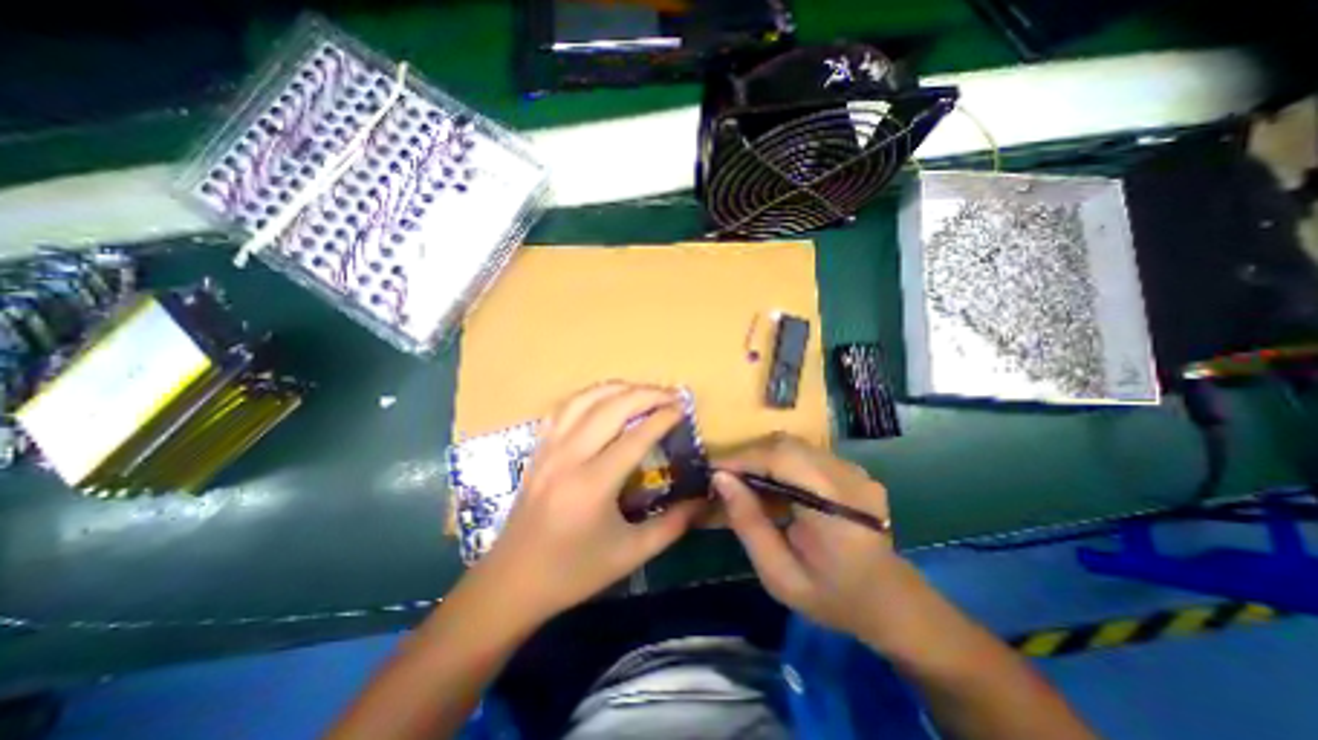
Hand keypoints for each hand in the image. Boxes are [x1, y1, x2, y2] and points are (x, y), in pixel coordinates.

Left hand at [472, 385, 703, 620]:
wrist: (513, 581)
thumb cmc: (573, 571)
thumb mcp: (630, 554)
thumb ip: (672, 525)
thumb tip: (704, 501)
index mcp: (593, 485)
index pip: (635, 437)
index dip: (663, 418)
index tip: (683, 408)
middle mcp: (569, 457)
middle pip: (611, 408)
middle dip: (645, 394)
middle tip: (670, 394)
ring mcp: (549, 449)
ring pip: (584, 400)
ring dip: (616, 388)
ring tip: (641, 391)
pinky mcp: (538, 449)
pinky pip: (562, 409)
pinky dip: (587, 396)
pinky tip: (602, 399)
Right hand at [712, 436, 919, 638]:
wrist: (888, 600)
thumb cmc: (832, 596)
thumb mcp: (779, 575)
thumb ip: (749, 524)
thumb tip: (720, 479)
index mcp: (836, 507)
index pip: (781, 459)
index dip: (742, 458)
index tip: (711, 470)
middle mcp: (848, 477)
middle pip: (786, 445)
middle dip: (748, 456)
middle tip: (724, 478)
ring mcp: (853, 469)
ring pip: (793, 445)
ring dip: (761, 458)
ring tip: (743, 482)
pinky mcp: (850, 467)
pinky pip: (804, 453)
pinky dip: (778, 462)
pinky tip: (770, 485)